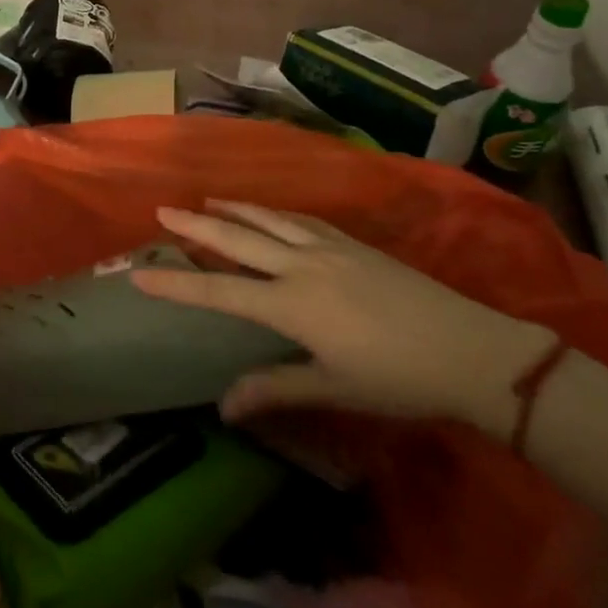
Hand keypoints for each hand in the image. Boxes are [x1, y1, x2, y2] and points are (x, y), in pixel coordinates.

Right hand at [131, 201, 555, 436]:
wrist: (467, 348)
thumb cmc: (396, 377)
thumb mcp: (333, 388)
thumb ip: (276, 388)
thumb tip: (224, 406)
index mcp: (292, 302)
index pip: (220, 290)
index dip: (177, 284)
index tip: (140, 273)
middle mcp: (301, 264)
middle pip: (238, 239)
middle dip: (196, 225)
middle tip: (163, 211)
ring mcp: (329, 247)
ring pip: (269, 219)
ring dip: (234, 209)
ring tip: (208, 201)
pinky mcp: (353, 242)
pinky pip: (301, 218)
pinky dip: (274, 212)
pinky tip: (270, 212)